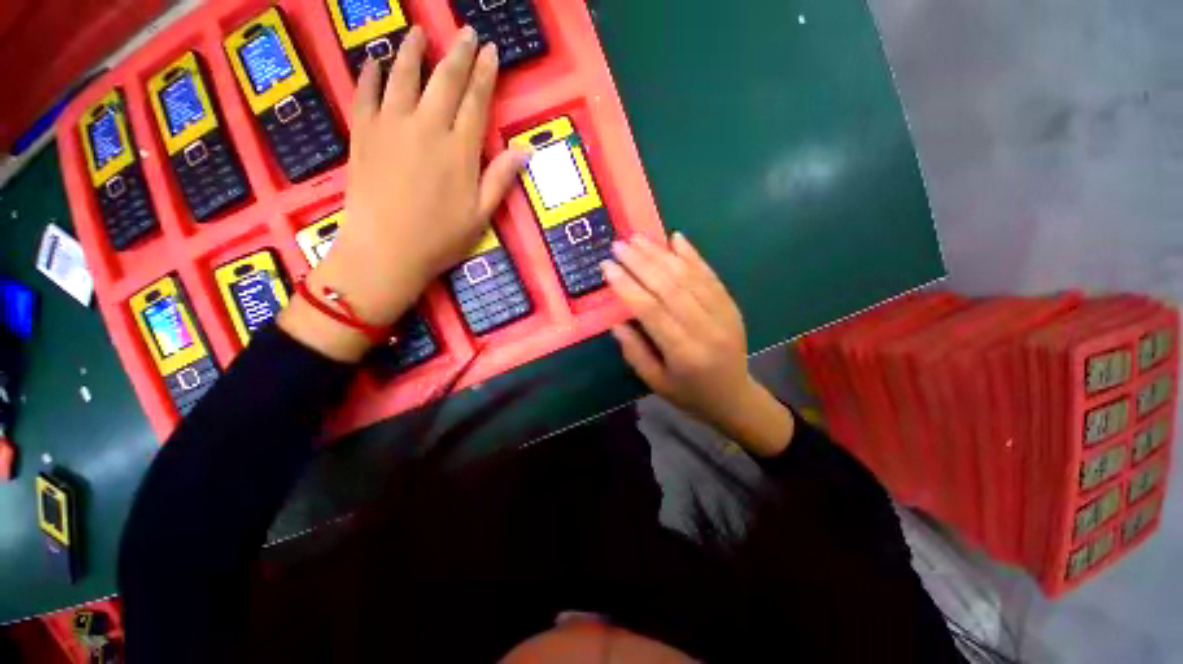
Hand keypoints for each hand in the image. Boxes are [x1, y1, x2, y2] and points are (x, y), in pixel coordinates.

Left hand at [281, 26, 527, 361]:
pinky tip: (376, 59)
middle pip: (445, 80)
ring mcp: (391, 125)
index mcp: (459, 150)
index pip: (476, 101)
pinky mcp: (362, 132)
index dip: (485, 74)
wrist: (385, 250)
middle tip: (466, 32)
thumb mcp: (481, 215)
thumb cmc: (440, 238)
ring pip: (404, 75)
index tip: (491, 51)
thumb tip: (525, 151)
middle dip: (458, 53)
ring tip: (420, 31)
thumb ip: (501, 179)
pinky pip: (366, 92)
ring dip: (414, 50)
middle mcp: (427, 127)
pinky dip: (371, 72)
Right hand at [603, 234, 793, 456]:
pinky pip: (710, 276)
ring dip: (662, 254)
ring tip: (639, 238)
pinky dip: (693, 255)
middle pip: (670, 287)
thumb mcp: (656, 383)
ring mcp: (723, 314)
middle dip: (641, 263)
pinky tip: (676, 239)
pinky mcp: (732, 305)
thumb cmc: (690, 394)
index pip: (651, 310)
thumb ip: (635, 352)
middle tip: (619, 245)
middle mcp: (706, 328)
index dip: (628, 286)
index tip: (607, 267)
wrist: (735, 398)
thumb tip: (616, 322)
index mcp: (684, 353)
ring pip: (689, 277)